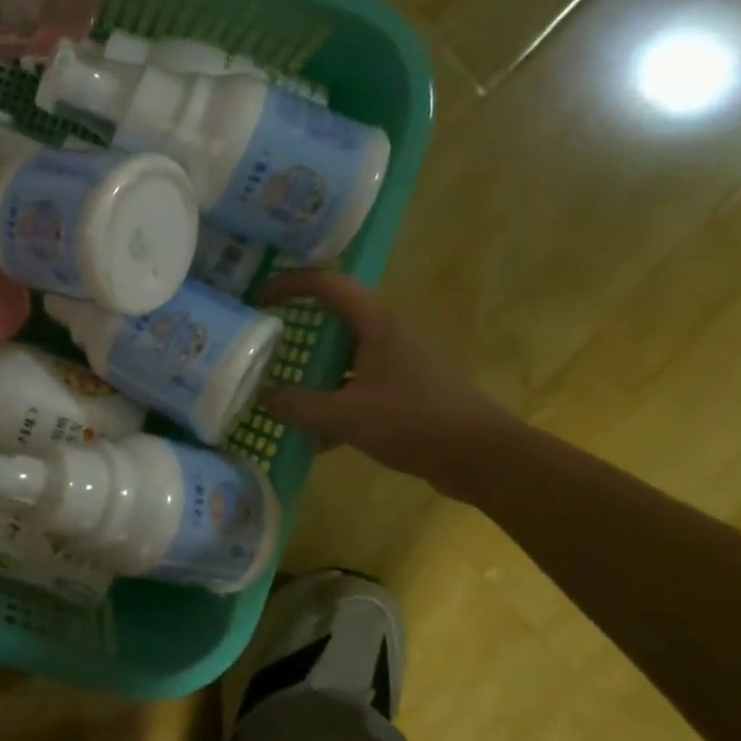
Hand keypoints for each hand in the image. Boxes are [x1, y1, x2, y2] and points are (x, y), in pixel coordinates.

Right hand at [257, 270, 520, 496]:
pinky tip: (313, 433)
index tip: (258, 299)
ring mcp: (397, 362)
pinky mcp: (404, 389)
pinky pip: (357, 384)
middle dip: (296, 327)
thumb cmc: (413, 422)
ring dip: (312, 367)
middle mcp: (387, 334)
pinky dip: (333, 399)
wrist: (482, 457)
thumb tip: (263, 395)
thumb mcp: (345, 416)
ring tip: (278, 385)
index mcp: (375, 324)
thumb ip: (299, 404)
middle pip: (334, 317)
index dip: (289, 283)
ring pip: (344, 354)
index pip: (326, 284)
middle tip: (261, 342)